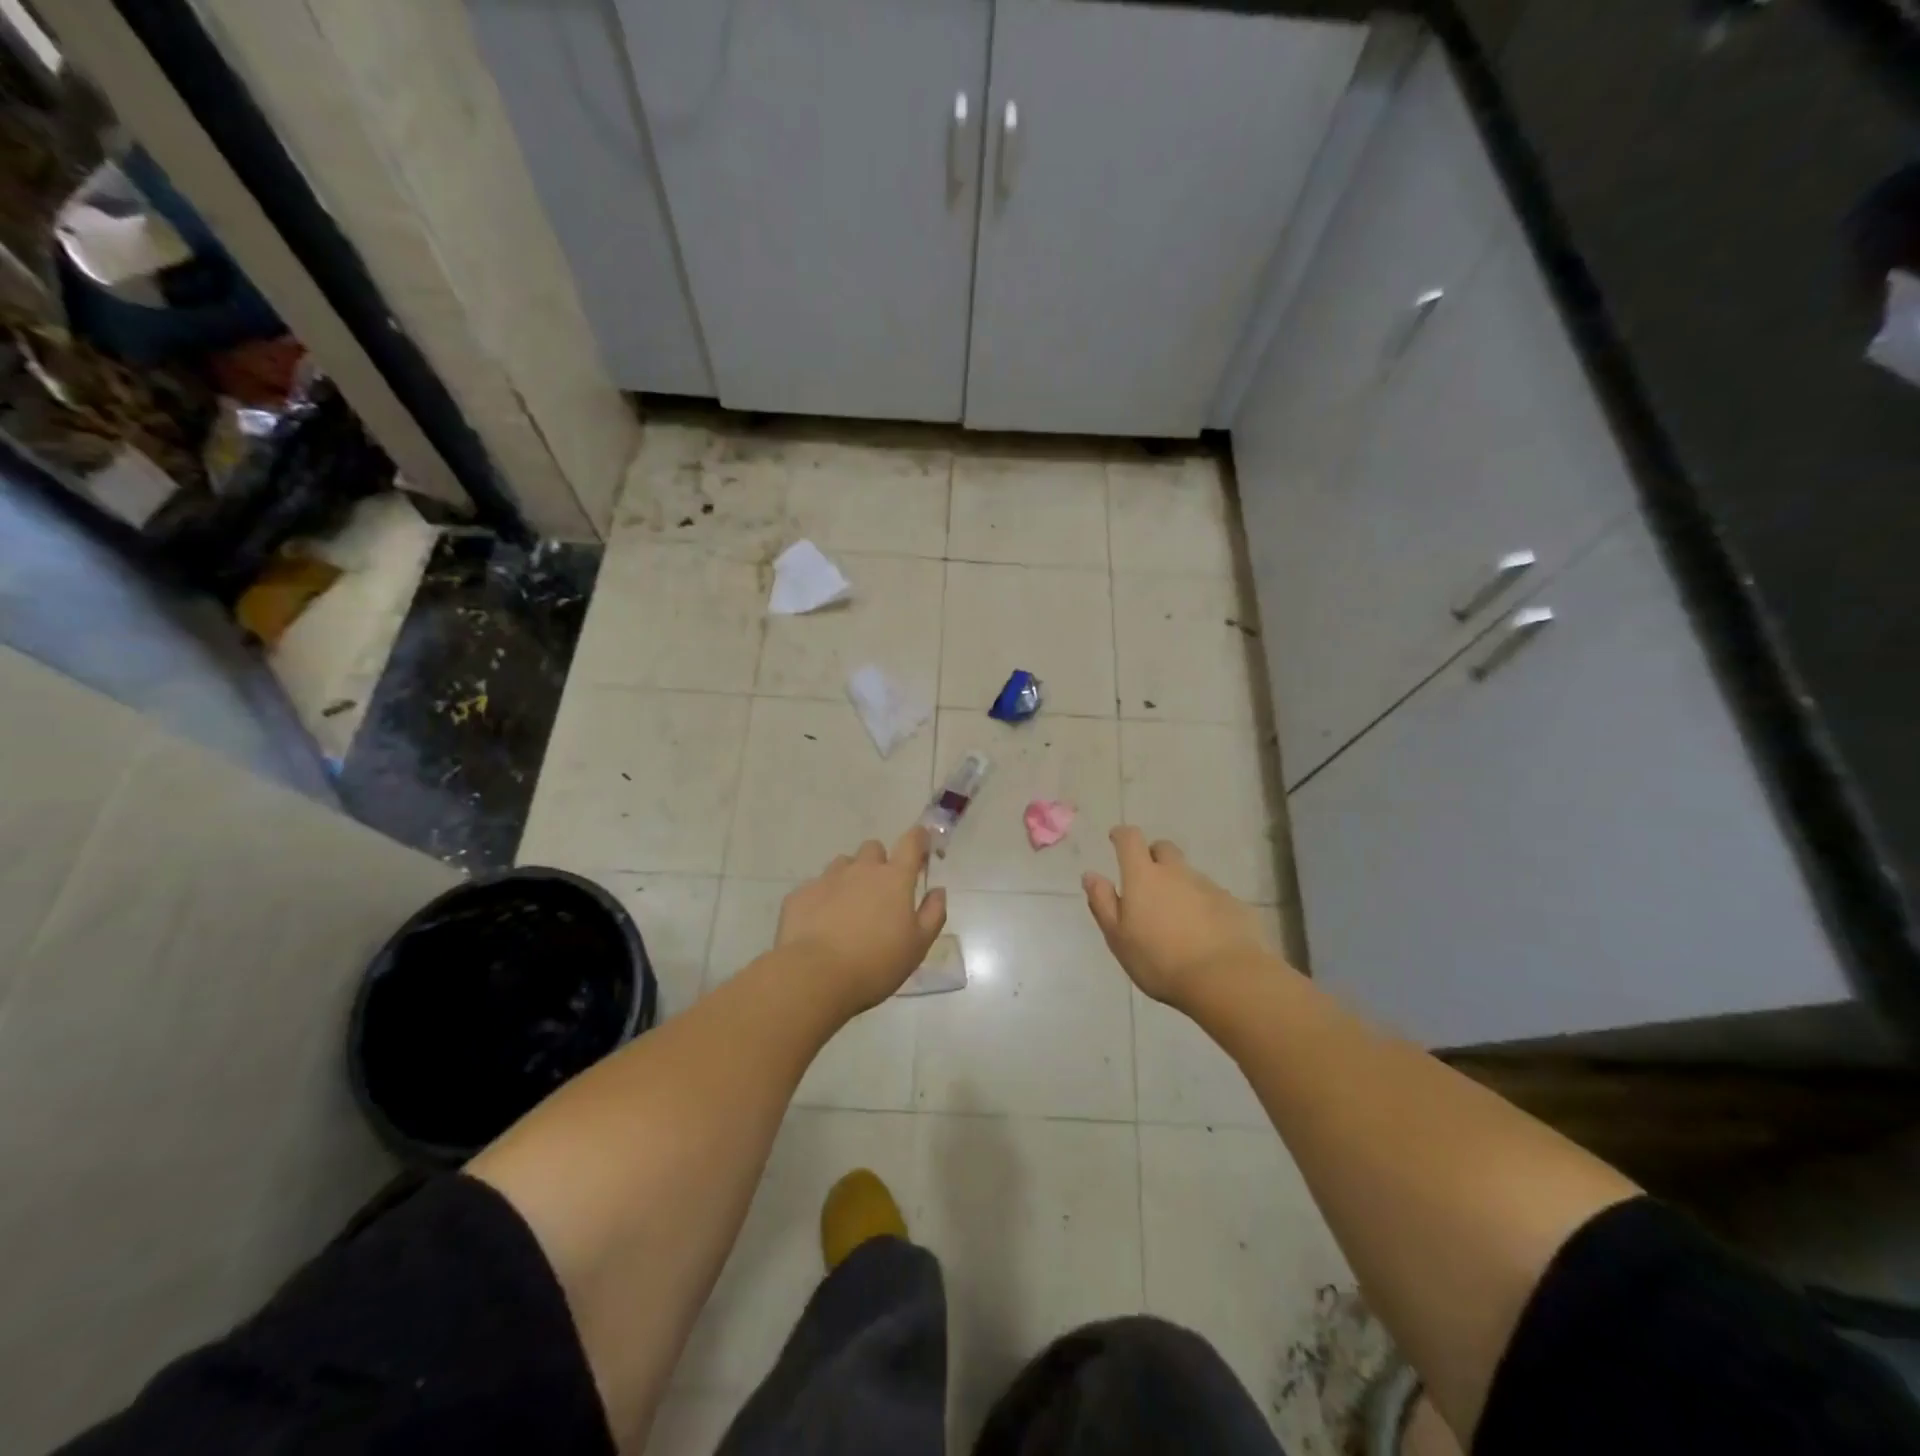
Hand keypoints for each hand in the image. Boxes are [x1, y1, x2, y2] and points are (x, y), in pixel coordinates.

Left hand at [776, 827, 947, 1015]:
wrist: (815, 977)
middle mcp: (862, 869)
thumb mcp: (918, 946)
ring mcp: (828, 878)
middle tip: (880, 893)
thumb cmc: (876, 964)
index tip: (921, 844)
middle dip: (879, 862)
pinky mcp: (801, 894)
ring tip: (848, 909)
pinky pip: (816, 886)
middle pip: (874, 849)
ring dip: (850, 878)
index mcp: (894, 878)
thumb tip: (938, 890)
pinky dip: (823, 898)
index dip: (919, 838)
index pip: (911, 842)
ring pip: (843, 864)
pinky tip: (821, 925)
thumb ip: (933, 913)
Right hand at [1083, 826, 1278, 1010]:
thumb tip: (1091, 875)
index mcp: (1144, 876)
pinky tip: (1204, 934)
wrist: (1225, 979)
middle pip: (1164, 849)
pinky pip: (1213, 897)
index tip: (1116, 839)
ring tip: (1176, 919)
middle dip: (1153, 857)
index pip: (1130, 839)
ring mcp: (1209, 887)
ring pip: (1189, 875)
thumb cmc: (1160, 961)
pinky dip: (1204, 907)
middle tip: (1147, 883)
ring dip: (1179, 886)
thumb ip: (1102, 902)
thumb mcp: (1118, 937)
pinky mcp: (1234, 905)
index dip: (1122, 835)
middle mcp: (1177, 873)